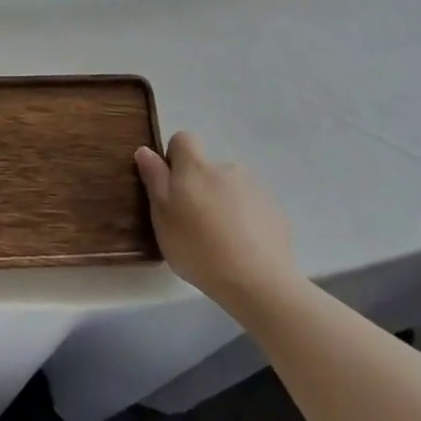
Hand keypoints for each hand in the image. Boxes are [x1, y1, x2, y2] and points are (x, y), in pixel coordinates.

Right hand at [135, 132, 298, 315]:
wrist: (257, 280)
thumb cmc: (198, 247)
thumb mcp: (162, 216)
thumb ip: (154, 179)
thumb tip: (145, 150)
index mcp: (196, 167)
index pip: (183, 139)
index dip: (174, 158)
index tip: (171, 187)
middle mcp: (227, 168)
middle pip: (207, 168)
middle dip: (199, 187)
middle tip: (193, 223)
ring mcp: (255, 188)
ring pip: (230, 188)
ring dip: (223, 203)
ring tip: (220, 240)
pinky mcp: (274, 210)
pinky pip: (252, 207)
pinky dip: (244, 220)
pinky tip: (242, 248)